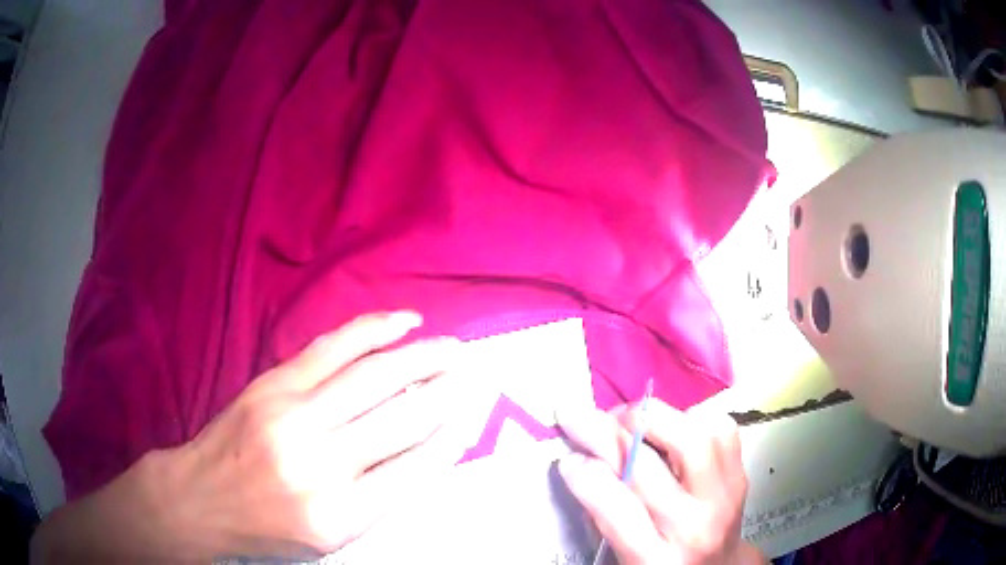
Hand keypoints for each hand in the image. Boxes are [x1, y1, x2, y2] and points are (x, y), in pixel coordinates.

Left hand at [151, 312, 468, 559]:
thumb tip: (427, 450)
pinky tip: (403, 322)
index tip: (470, 417)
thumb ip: (379, 499)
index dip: (449, 437)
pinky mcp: (273, 383)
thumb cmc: (268, 527)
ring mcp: (292, 415)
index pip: (414, 468)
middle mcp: (319, 464)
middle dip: (445, 391)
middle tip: (471, 372)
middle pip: (400, 417)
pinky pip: (333, 347)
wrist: (201, 498)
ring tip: (452, 348)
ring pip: (372, 376)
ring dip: (421, 356)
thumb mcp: (330, 538)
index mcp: (339, 515)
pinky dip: (373, 330)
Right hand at [556, 401, 763, 564]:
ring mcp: (724, 498)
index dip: (585, 476)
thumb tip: (579, 459)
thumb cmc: (660, 561)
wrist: (718, 564)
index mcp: (653, 559)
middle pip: (648, 468)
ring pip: (690, 439)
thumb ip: (604, 514)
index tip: (567, 457)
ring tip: (625, 418)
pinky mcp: (740, 474)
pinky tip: (670, 427)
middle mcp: (692, 528)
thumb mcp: (624, 554)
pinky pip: (719, 429)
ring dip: (650, 418)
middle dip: (604, 433)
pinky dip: (690, 417)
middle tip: (579, 417)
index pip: (616, 511)